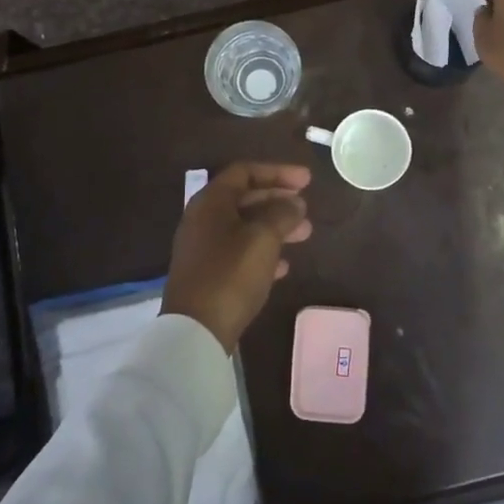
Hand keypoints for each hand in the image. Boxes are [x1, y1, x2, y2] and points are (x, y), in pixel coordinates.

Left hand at [162, 162, 313, 352]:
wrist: (196, 331)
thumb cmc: (231, 274)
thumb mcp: (263, 238)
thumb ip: (282, 213)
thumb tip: (294, 203)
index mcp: (211, 202)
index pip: (245, 171)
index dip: (278, 172)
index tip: (307, 181)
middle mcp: (203, 219)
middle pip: (245, 198)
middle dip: (278, 200)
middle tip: (306, 207)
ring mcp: (203, 248)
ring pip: (245, 226)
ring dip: (275, 226)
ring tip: (304, 235)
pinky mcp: (207, 274)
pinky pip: (239, 252)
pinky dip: (262, 251)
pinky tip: (283, 265)